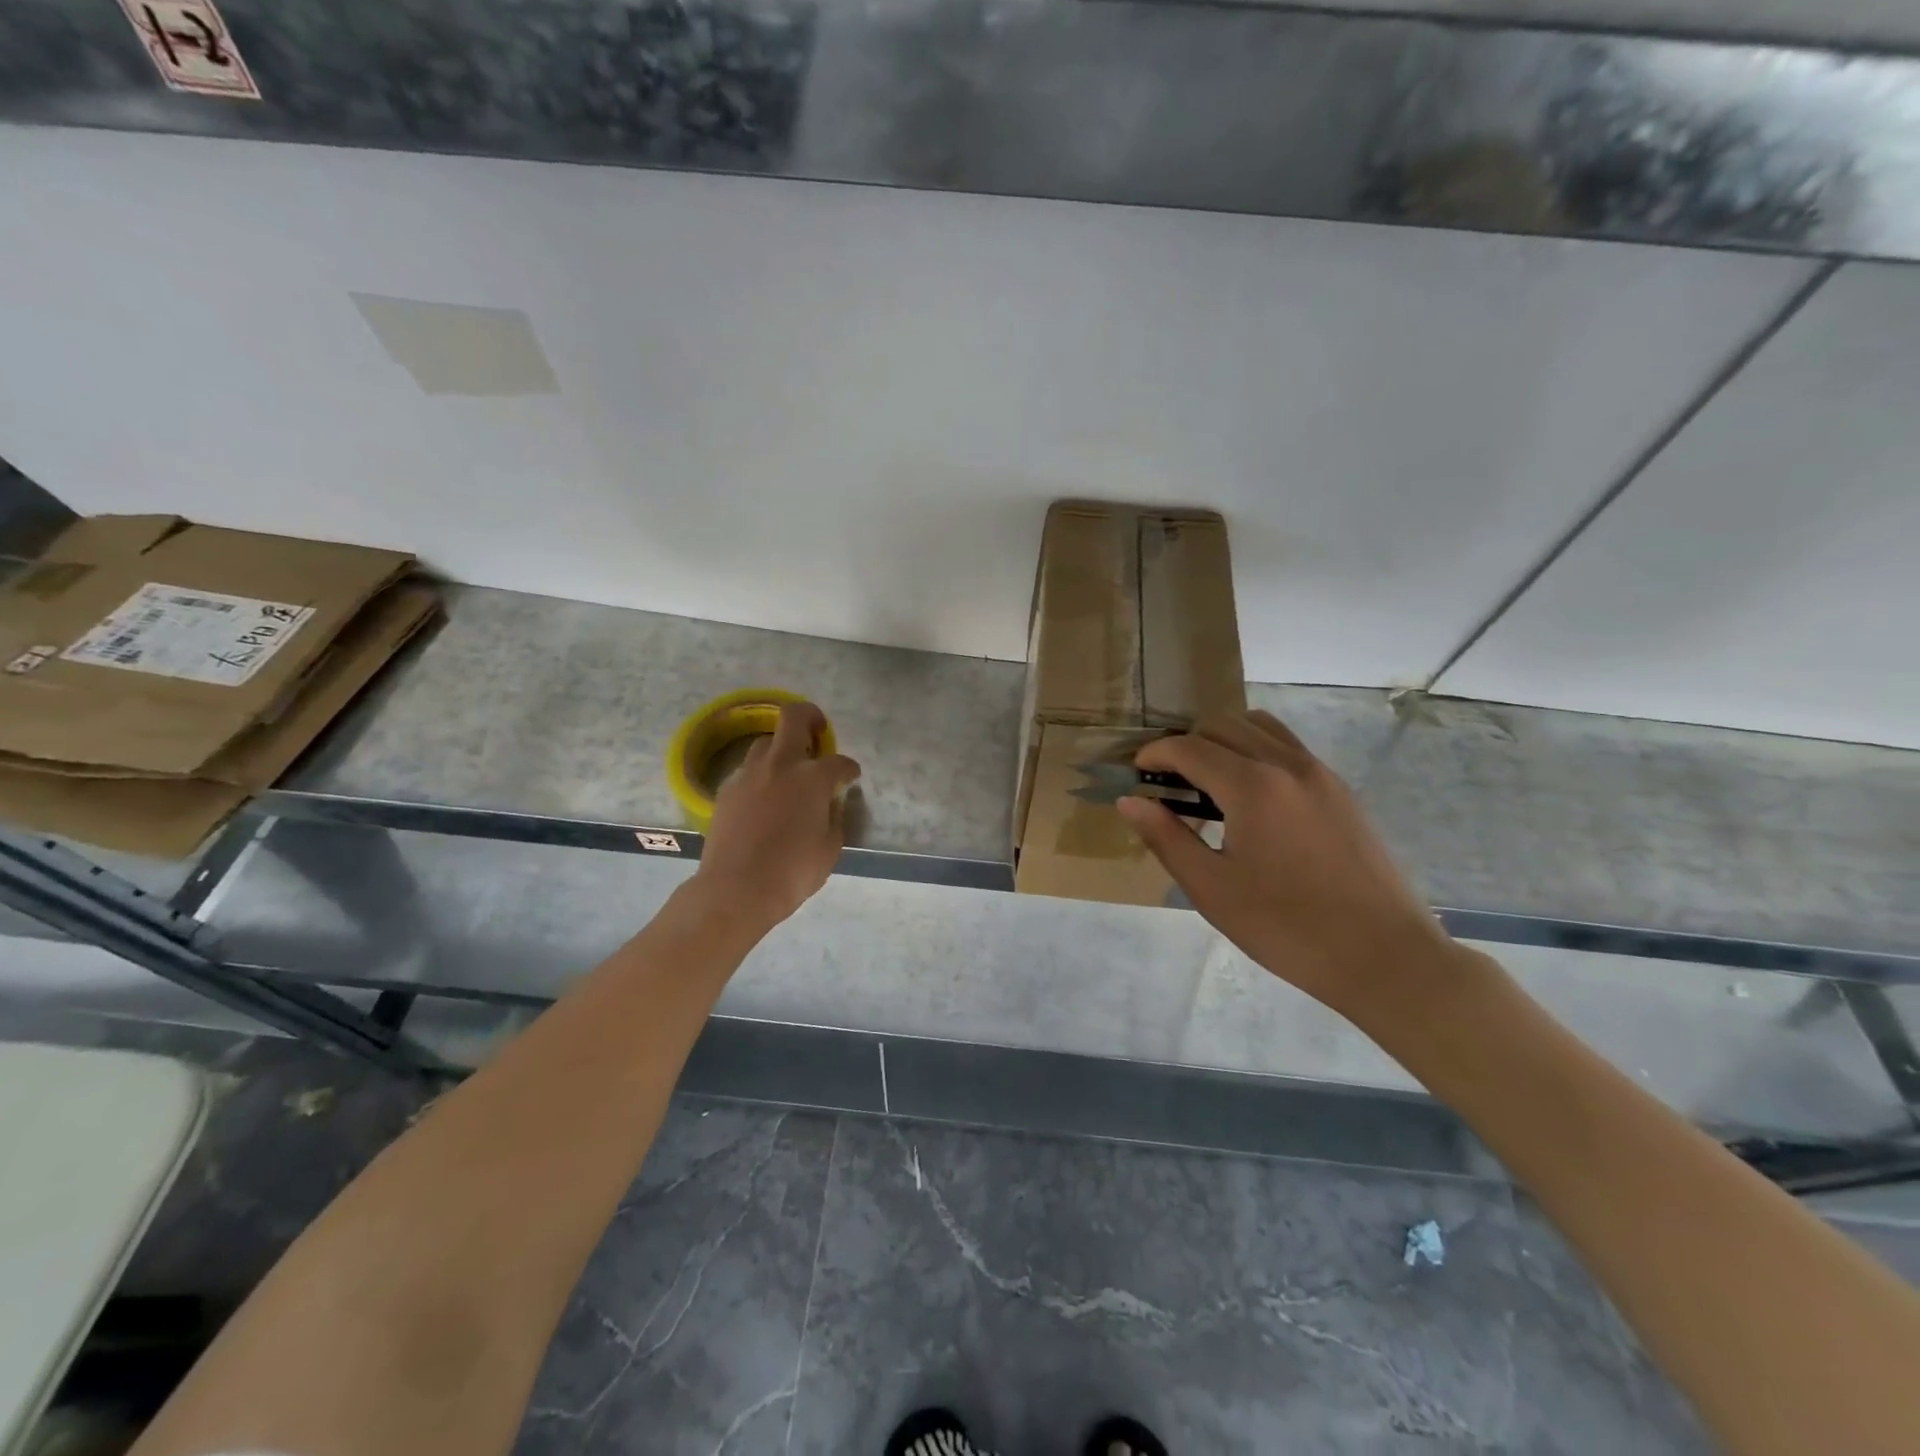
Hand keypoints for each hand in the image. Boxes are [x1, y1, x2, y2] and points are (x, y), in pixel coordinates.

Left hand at [691, 701, 860, 928]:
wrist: (735, 890)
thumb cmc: (792, 872)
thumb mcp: (830, 848)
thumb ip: (834, 817)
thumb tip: (829, 805)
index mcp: (812, 778)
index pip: (840, 762)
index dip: (849, 769)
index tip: (851, 777)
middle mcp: (780, 765)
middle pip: (793, 718)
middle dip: (810, 717)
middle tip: (818, 730)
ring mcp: (749, 775)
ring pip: (765, 742)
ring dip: (781, 749)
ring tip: (788, 771)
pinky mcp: (727, 790)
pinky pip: (748, 771)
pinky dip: (761, 776)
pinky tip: (765, 799)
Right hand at [1118, 711, 1462, 1019]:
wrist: (1384, 957)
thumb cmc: (1286, 928)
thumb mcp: (1212, 889)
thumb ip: (1167, 837)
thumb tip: (1130, 801)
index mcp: (1252, 786)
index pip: (1189, 747)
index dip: (1155, 754)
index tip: (1137, 774)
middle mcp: (1287, 764)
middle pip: (1224, 725)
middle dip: (1187, 744)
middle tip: (1169, 783)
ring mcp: (1320, 773)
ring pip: (1260, 727)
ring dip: (1224, 741)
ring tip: (1209, 783)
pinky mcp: (1341, 790)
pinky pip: (1288, 748)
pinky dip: (1256, 752)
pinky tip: (1251, 799)